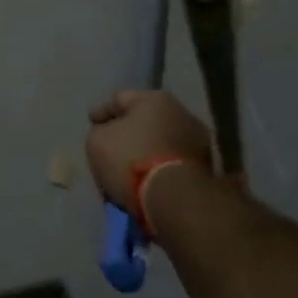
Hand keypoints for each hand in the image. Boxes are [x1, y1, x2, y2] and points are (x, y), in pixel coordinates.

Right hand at [85, 90, 215, 209]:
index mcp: (154, 98)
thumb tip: (108, 133)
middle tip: (111, 145)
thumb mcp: (97, 141)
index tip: (91, 123)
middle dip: (128, 131)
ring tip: (129, 168)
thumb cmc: (130, 159)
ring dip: (146, 150)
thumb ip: (99, 131)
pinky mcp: (207, 168)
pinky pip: (172, 162)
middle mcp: (181, 112)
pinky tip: (146, 180)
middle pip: (145, 119)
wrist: (175, 199)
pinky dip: (159, 167)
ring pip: (161, 141)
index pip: (120, 98)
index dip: (102, 111)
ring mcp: (198, 140)